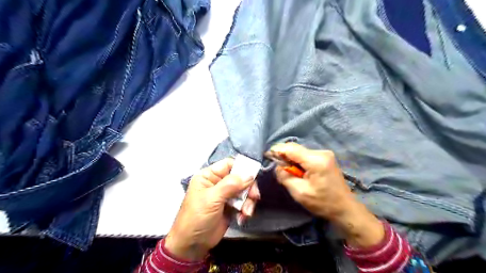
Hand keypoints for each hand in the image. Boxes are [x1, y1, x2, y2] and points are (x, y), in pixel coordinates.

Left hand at [164, 158, 261, 260]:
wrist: (192, 245)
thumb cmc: (197, 217)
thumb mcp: (212, 198)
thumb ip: (230, 185)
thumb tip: (249, 175)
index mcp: (209, 176)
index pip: (229, 164)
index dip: (242, 168)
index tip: (253, 176)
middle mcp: (218, 183)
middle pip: (239, 178)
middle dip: (248, 187)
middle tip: (254, 197)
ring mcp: (225, 196)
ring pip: (243, 191)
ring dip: (248, 201)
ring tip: (246, 212)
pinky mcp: (230, 207)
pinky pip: (243, 203)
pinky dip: (245, 209)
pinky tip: (242, 218)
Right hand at [270, 144, 383, 247]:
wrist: (345, 208)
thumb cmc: (323, 203)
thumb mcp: (300, 192)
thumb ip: (285, 177)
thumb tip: (277, 166)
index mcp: (316, 160)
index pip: (291, 148)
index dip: (277, 150)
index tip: (267, 155)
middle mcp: (321, 152)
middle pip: (295, 148)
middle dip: (284, 156)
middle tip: (278, 168)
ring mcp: (324, 154)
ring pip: (300, 151)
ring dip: (291, 159)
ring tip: (289, 172)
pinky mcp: (325, 157)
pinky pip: (306, 155)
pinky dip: (299, 161)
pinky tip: (299, 171)